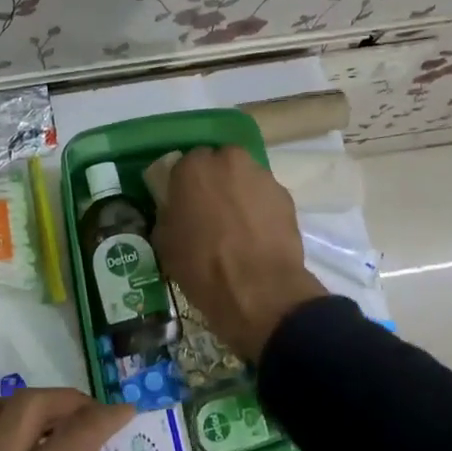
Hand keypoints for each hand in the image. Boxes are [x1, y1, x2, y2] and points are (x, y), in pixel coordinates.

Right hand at [153, 146, 327, 359]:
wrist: (258, 290)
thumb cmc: (202, 264)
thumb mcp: (165, 241)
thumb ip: (169, 213)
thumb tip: (176, 211)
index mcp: (193, 167)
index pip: (185, 164)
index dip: (185, 184)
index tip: (185, 204)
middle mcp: (229, 160)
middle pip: (219, 164)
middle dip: (215, 182)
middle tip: (211, 212)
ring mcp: (262, 176)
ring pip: (245, 179)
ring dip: (239, 194)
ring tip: (237, 227)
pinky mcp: (286, 196)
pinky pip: (265, 198)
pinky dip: (260, 210)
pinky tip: (257, 236)